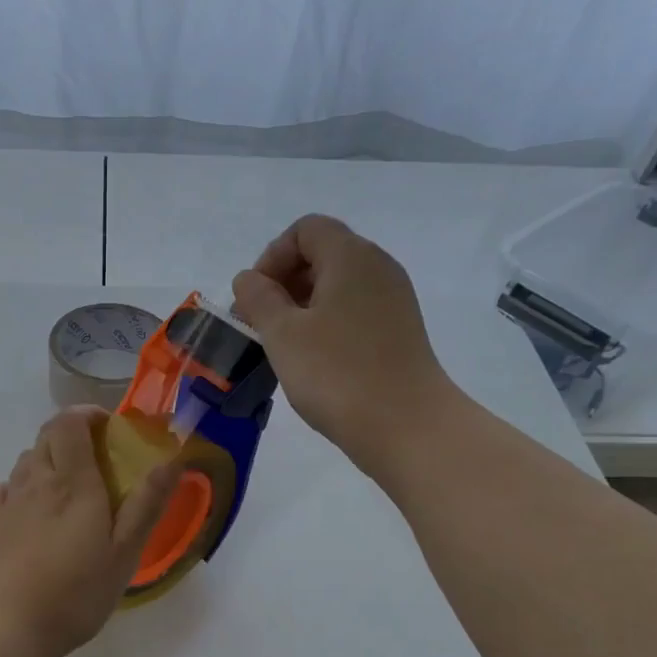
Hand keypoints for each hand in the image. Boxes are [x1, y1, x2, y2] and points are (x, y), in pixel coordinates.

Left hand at [0, 407, 182, 656]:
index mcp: (72, 482)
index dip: (87, 414)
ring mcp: (8, 503)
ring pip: (25, 460)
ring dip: (47, 458)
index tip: (109, 429)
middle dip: (72, 434)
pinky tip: (26, 508)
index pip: (69, 423)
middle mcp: (36, 481)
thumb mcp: (124, 553)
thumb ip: (147, 503)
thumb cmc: (75, 592)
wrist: (8, 629)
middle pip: (46, 436)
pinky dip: (15, 487)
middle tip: (98, 459)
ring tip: (69, 486)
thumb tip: (172, 458)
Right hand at [231, 214, 461, 473]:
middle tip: (259, 323)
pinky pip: (354, 310)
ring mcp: (393, 300)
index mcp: (351, 256)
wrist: (407, 426)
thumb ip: (259, 298)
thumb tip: (249, 279)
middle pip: (323, 253)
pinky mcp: (398, 330)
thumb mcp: (282, 334)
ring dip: (302, 305)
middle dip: (284, 281)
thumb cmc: (337, 374)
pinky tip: (313, 359)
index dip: (271, 257)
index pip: (305, 230)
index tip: (254, 298)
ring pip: (338, 285)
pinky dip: (326, 322)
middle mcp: (378, 268)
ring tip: (282, 344)